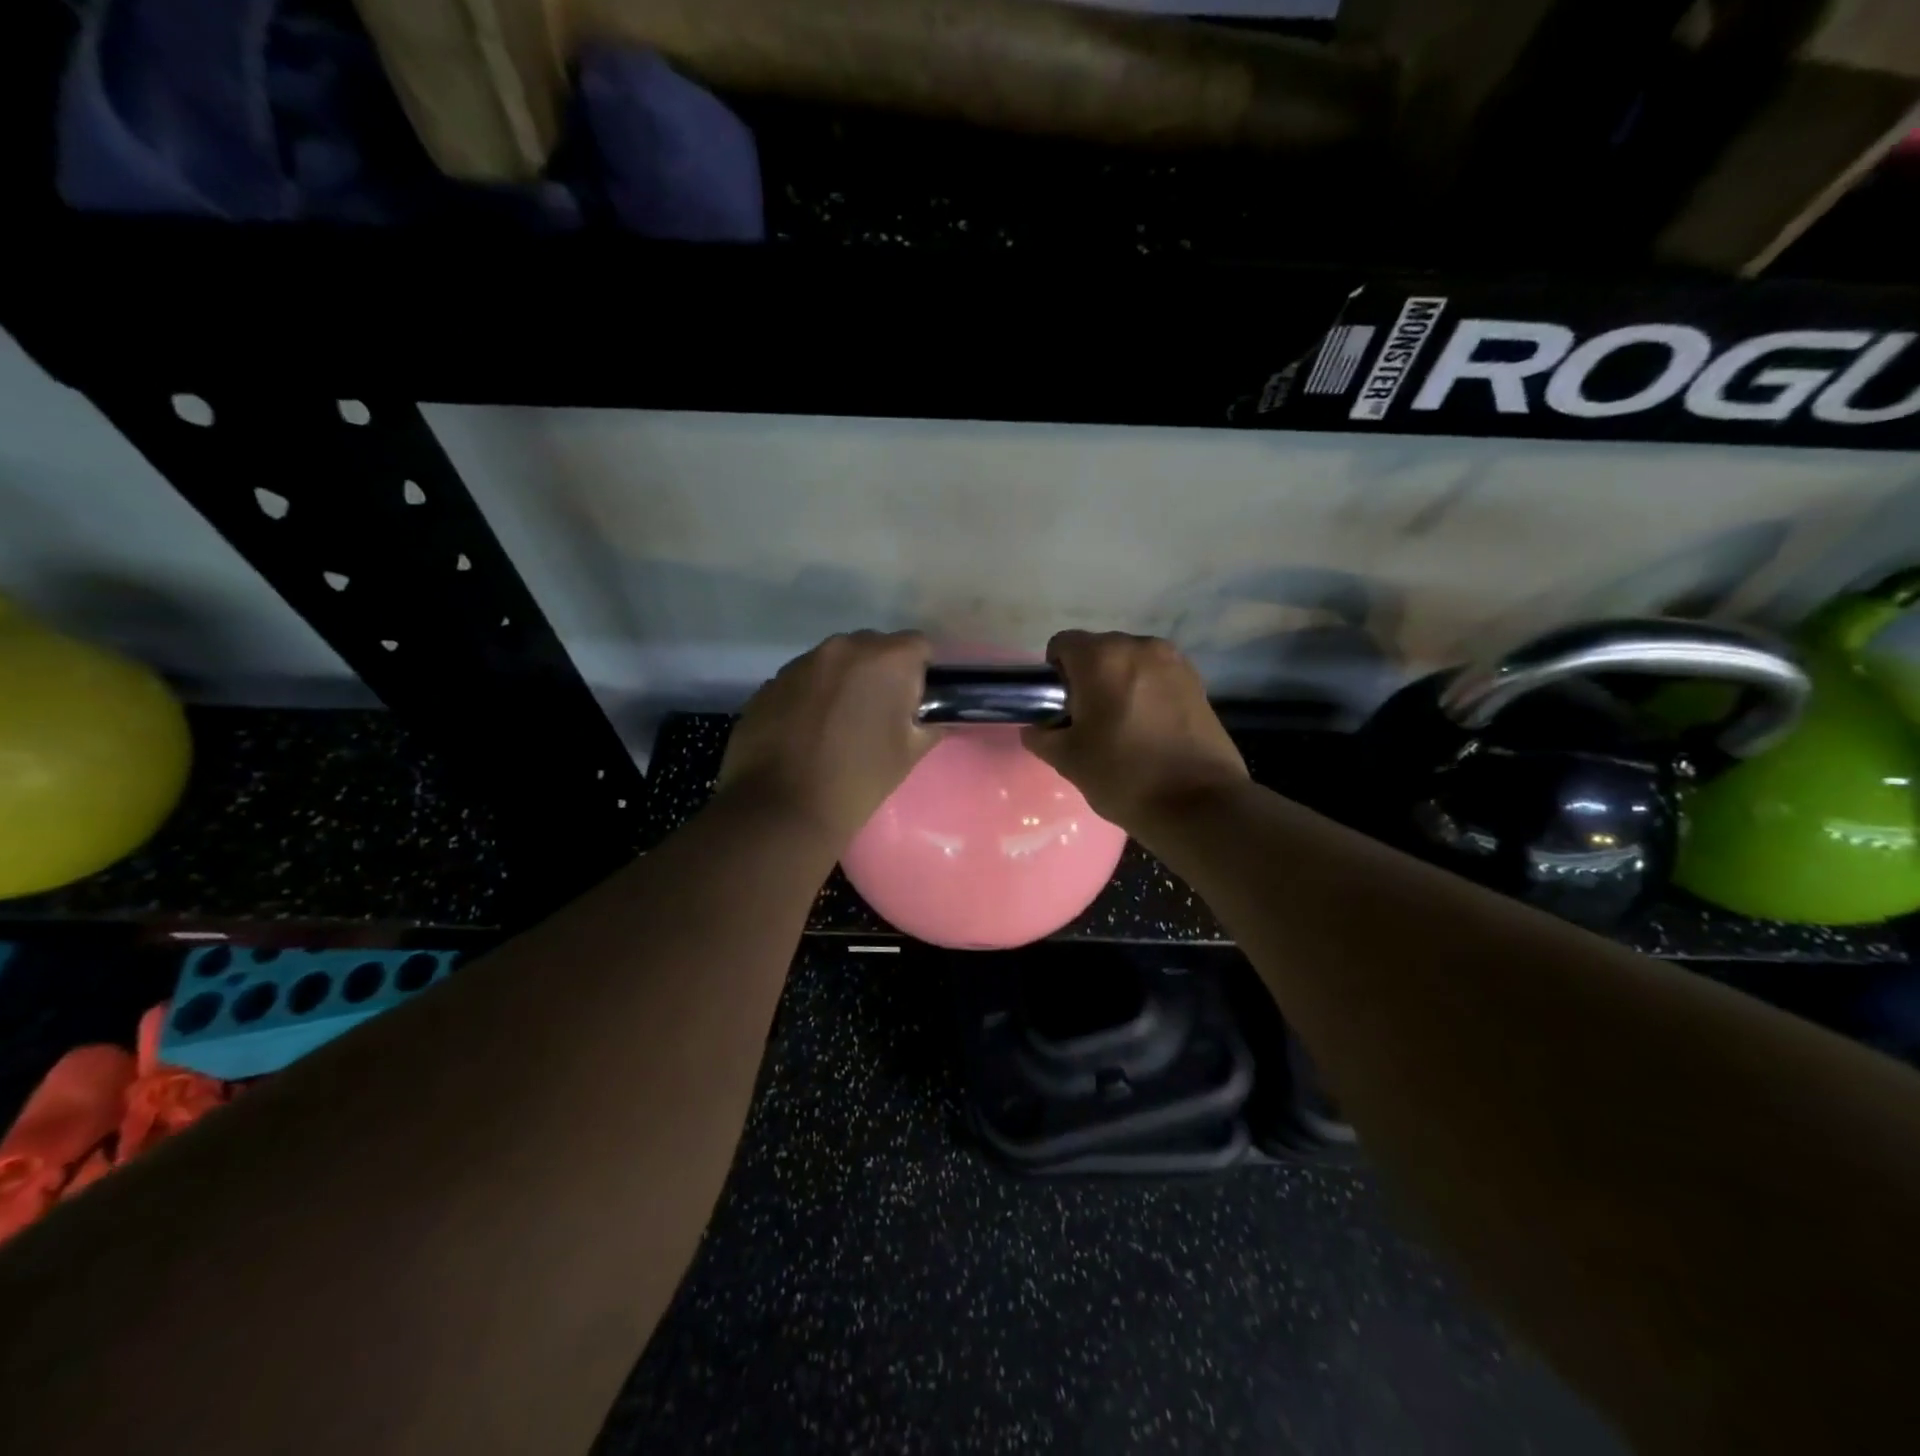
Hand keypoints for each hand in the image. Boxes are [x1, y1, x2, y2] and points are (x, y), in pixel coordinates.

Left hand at [718, 631, 942, 842]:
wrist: (782, 809)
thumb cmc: (858, 779)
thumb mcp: (909, 753)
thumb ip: (929, 723)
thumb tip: (930, 715)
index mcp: (885, 659)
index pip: (918, 645)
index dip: (921, 672)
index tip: (915, 702)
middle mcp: (842, 648)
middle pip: (873, 647)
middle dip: (881, 673)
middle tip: (878, 714)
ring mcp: (800, 663)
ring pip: (835, 662)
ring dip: (843, 682)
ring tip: (838, 724)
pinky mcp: (770, 683)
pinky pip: (803, 680)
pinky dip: (811, 696)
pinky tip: (807, 732)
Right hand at [1021, 631, 1248, 831]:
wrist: (1198, 804)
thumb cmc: (1123, 776)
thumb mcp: (1068, 760)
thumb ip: (1041, 736)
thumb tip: (1037, 727)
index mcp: (1101, 658)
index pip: (1062, 644)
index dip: (1054, 674)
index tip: (1061, 707)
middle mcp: (1139, 646)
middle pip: (1099, 650)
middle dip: (1088, 677)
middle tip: (1089, 720)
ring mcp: (1174, 661)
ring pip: (1130, 662)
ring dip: (1119, 683)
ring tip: (1123, 725)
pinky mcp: (1198, 681)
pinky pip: (1157, 676)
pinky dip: (1147, 691)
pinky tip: (1151, 728)